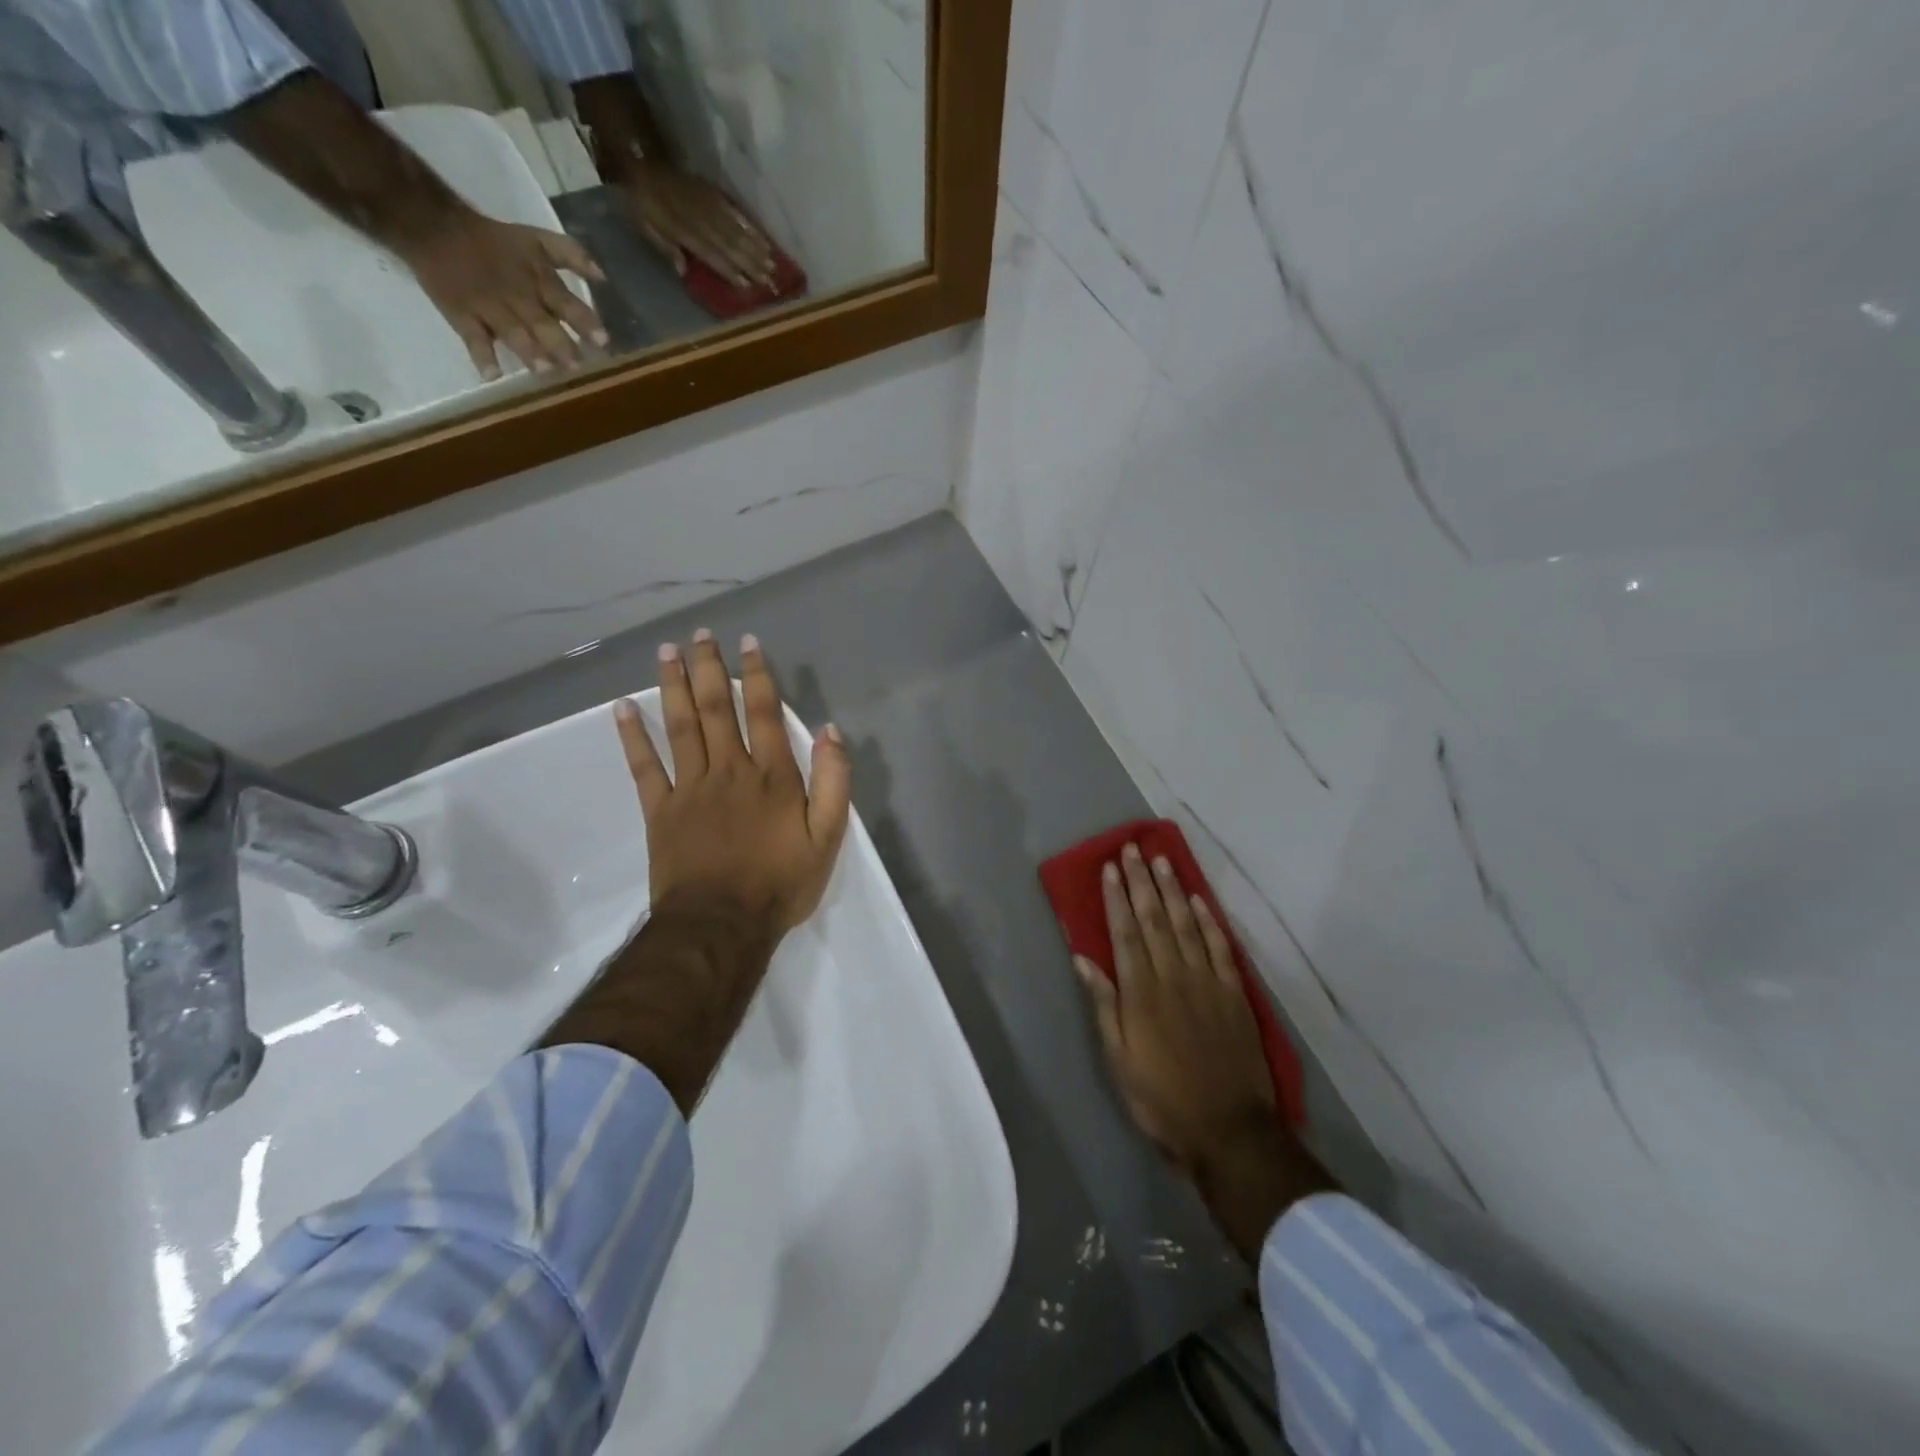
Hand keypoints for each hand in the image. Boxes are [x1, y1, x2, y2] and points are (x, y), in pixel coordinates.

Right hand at [394, 209, 609, 379]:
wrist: (432, 226)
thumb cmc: (495, 240)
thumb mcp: (536, 239)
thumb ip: (572, 255)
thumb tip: (604, 277)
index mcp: (539, 281)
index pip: (567, 303)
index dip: (585, 322)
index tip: (603, 342)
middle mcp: (518, 297)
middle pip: (542, 323)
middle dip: (560, 344)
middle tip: (576, 366)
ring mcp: (490, 308)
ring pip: (512, 332)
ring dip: (529, 351)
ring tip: (544, 371)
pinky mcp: (463, 316)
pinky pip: (473, 338)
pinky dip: (482, 356)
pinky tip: (492, 376)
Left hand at [615, 629, 850, 936]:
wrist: (722, 925)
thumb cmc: (780, 882)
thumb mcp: (827, 837)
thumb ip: (833, 782)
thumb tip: (832, 731)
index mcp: (771, 775)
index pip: (764, 712)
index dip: (758, 674)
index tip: (748, 642)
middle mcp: (729, 769)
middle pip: (717, 708)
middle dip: (709, 667)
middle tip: (699, 634)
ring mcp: (690, 788)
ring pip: (681, 726)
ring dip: (673, 686)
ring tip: (666, 652)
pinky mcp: (660, 810)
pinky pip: (644, 766)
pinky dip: (632, 736)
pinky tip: (623, 708)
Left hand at [620, 160, 777, 289]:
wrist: (644, 161)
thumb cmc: (644, 202)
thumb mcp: (645, 226)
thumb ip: (665, 247)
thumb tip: (683, 269)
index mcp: (682, 229)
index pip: (711, 254)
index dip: (729, 270)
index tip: (747, 285)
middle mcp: (701, 218)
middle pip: (730, 244)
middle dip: (751, 263)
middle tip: (769, 279)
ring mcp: (710, 205)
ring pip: (737, 230)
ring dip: (756, 248)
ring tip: (773, 263)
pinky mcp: (714, 195)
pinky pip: (736, 213)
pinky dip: (751, 228)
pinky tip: (764, 240)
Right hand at [1077, 844, 1273, 1170]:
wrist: (1228, 1129)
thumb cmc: (1161, 1098)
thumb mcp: (1118, 1059)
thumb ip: (1104, 1004)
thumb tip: (1084, 959)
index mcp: (1141, 992)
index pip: (1125, 933)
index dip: (1116, 898)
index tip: (1110, 868)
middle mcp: (1173, 976)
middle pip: (1154, 919)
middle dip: (1141, 882)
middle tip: (1132, 849)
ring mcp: (1207, 982)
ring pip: (1186, 925)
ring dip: (1172, 890)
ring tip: (1161, 861)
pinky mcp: (1234, 994)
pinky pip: (1220, 947)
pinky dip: (1209, 920)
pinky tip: (1198, 900)